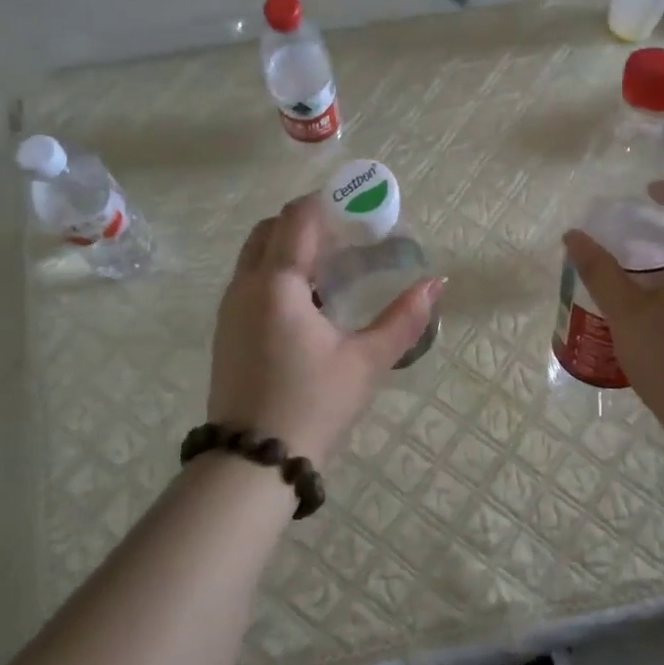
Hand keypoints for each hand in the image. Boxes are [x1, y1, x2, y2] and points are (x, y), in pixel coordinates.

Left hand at [209, 193, 442, 464]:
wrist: (252, 462)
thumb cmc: (313, 404)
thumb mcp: (367, 362)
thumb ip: (404, 319)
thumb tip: (436, 283)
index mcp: (277, 284)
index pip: (296, 218)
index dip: (326, 203)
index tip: (358, 206)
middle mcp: (245, 287)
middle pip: (270, 229)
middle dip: (307, 222)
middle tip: (348, 236)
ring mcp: (230, 309)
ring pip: (255, 255)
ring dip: (289, 247)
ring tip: (333, 266)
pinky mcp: (227, 331)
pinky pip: (250, 281)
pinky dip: (277, 272)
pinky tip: (309, 301)